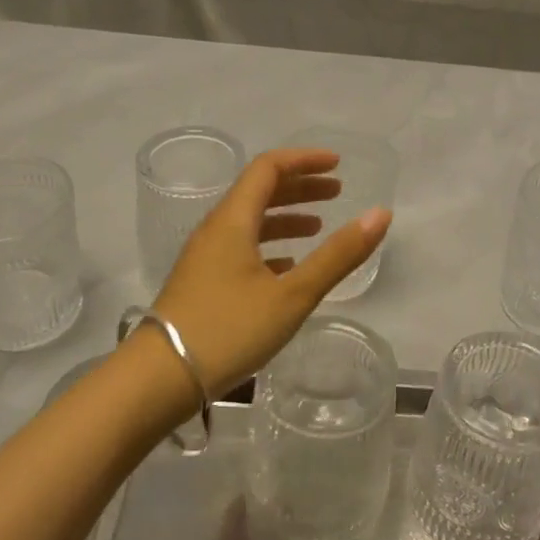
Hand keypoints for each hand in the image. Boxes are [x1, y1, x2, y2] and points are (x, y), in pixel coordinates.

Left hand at [150, 148, 391, 404]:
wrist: (159, 379)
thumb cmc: (228, 330)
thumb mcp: (292, 295)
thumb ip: (338, 255)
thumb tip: (381, 214)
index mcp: (233, 221)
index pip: (268, 168)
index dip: (304, 160)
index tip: (338, 166)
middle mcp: (215, 230)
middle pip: (259, 192)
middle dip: (299, 187)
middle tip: (336, 193)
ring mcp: (205, 258)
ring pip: (250, 223)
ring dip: (285, 218)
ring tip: (318, 227)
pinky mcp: (202, 284)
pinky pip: (241, 249)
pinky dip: (270, 247)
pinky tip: (288, 267)